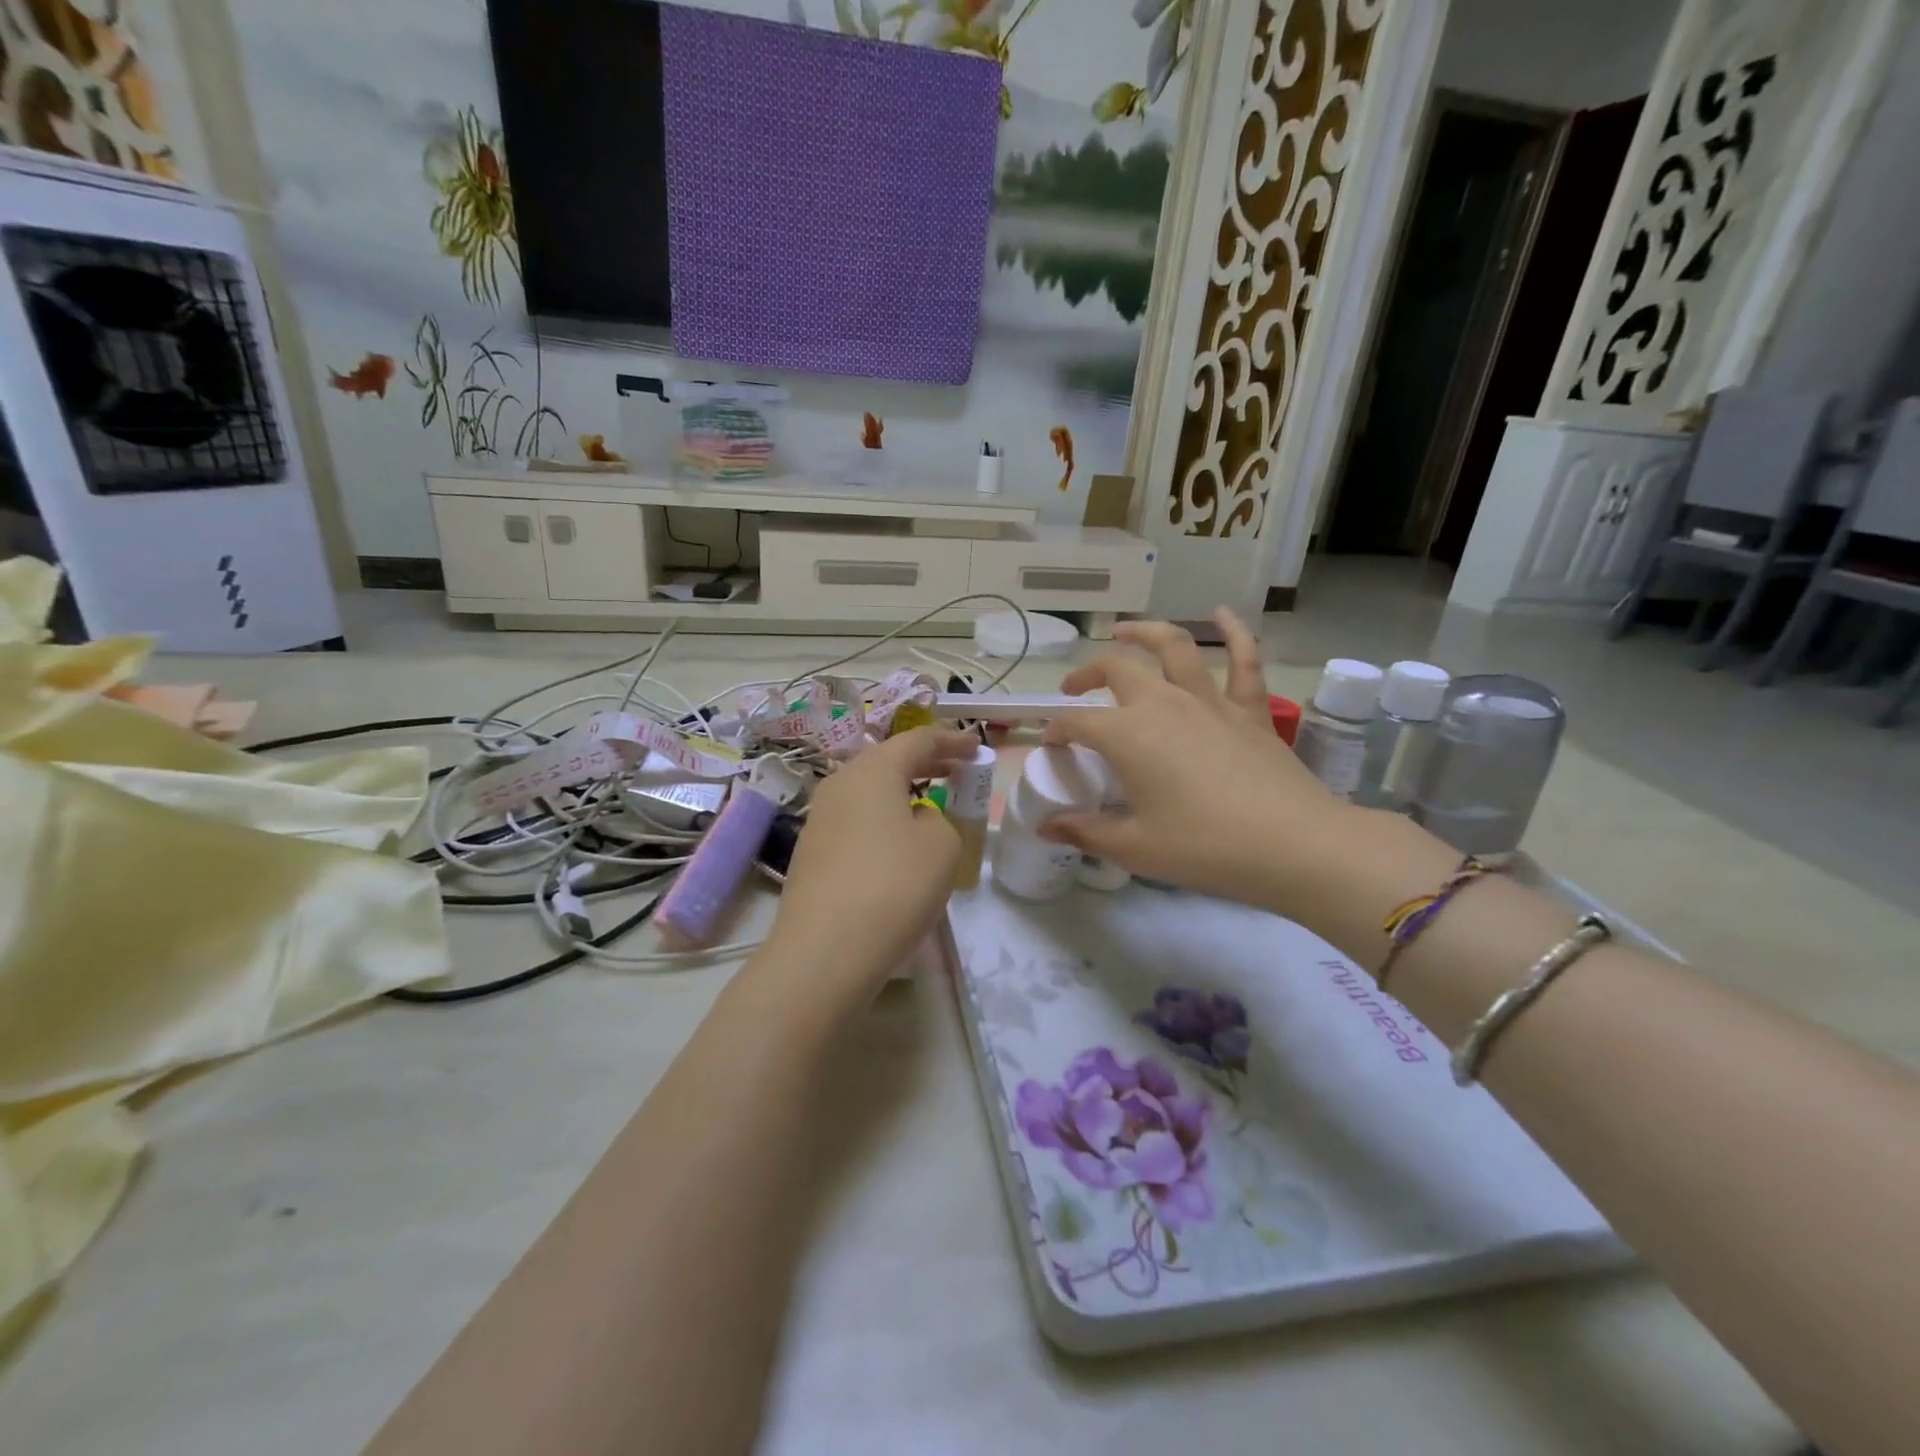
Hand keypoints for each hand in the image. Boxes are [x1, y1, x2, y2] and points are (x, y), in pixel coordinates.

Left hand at [759, 726, 976, 1007]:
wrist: (825, 952)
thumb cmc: (894, 885)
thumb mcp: (941, 845)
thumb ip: (940, 820)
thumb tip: (917, 821)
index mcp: (872, 770)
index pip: (917, 740)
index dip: (951, 741)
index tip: (975, 748)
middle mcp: (839, 784)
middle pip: (887, 761)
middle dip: (925, 763)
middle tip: (956, 771)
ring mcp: (819, 819)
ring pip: (868, 792)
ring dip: (901, 793)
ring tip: (929, 807)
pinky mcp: (811, 853)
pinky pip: (855, 822)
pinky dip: (882, 821)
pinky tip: (897, 847)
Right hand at [1040, 608, 1345, 914]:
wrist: (1293, 845)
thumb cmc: (1205, 847)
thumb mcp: (1135, 848)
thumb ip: (1085, 832)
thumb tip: (1046, 827)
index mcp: (1128, 735)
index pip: (1077, 723)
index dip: (1055, 732)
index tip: (1050, 748)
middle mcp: (1163, 704)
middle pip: (1116, 669)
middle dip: (1087, 673)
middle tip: (1075, 689)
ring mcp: (1210, 701)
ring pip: (1173, 647)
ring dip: (1143, 632)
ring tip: (1123, 631)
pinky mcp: (1250, 710)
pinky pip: (1244, 660)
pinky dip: (1234, 632)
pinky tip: (1222, 613)